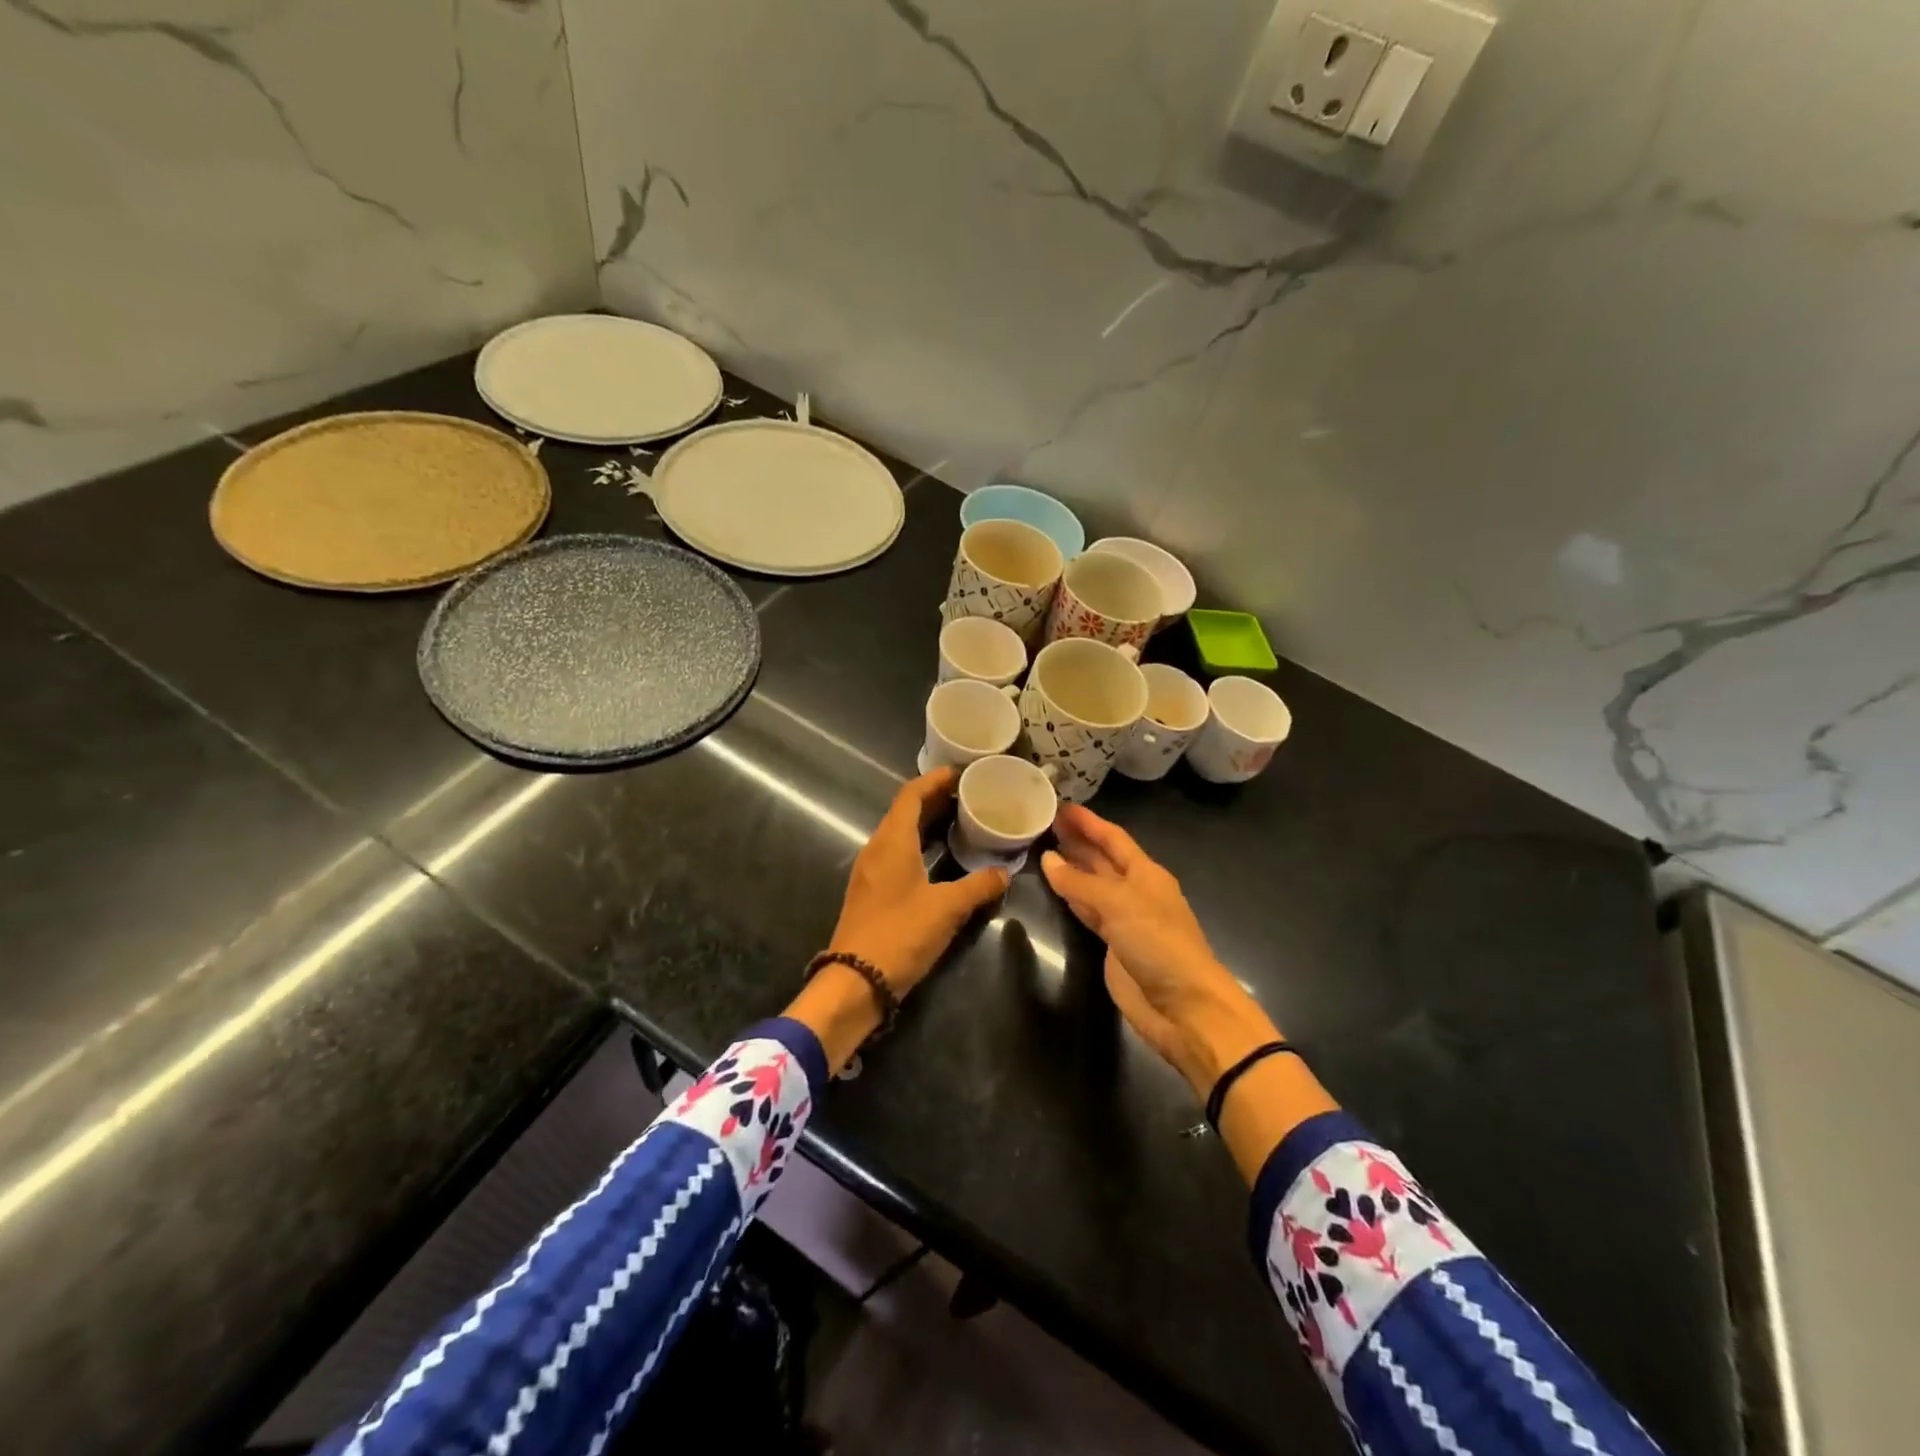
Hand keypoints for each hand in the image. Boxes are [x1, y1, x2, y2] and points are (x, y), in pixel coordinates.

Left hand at [827, 767, 1008, 994]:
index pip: (911, 795)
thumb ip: (978, 886)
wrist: (855, 981)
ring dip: (927, 822)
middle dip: (935, 799)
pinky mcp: (872, 892)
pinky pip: (897, 853)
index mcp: (892, 842)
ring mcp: (871, 871)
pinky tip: (940, 856)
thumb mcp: (947, 908)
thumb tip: (1004, 873)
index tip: (960, 772)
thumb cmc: (901, 934)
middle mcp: (877, 848)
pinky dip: (919, 844)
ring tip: (960, 819)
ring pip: (900, 833)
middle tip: (969, 793)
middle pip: (905, 811)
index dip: (934, 779)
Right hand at [1041, 805, 1279, 1096]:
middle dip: (1077, 840)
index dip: (1088, 822)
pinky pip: (1088, 911)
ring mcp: (1125, 919)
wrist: (1183, 1007)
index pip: (1113, 838)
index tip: (1061, 804)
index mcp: (1146, 873)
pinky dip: (1071, 897)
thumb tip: (1048, 859)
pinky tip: (1054, 887)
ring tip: (1042, 847)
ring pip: (1093, 884)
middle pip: (1103, 859)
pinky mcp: (1114, 945)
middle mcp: (1136, 890)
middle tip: (1043, 822)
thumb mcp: (1119, 904)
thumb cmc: (1158, 943)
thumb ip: (1081, 882)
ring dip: (1072, 867)